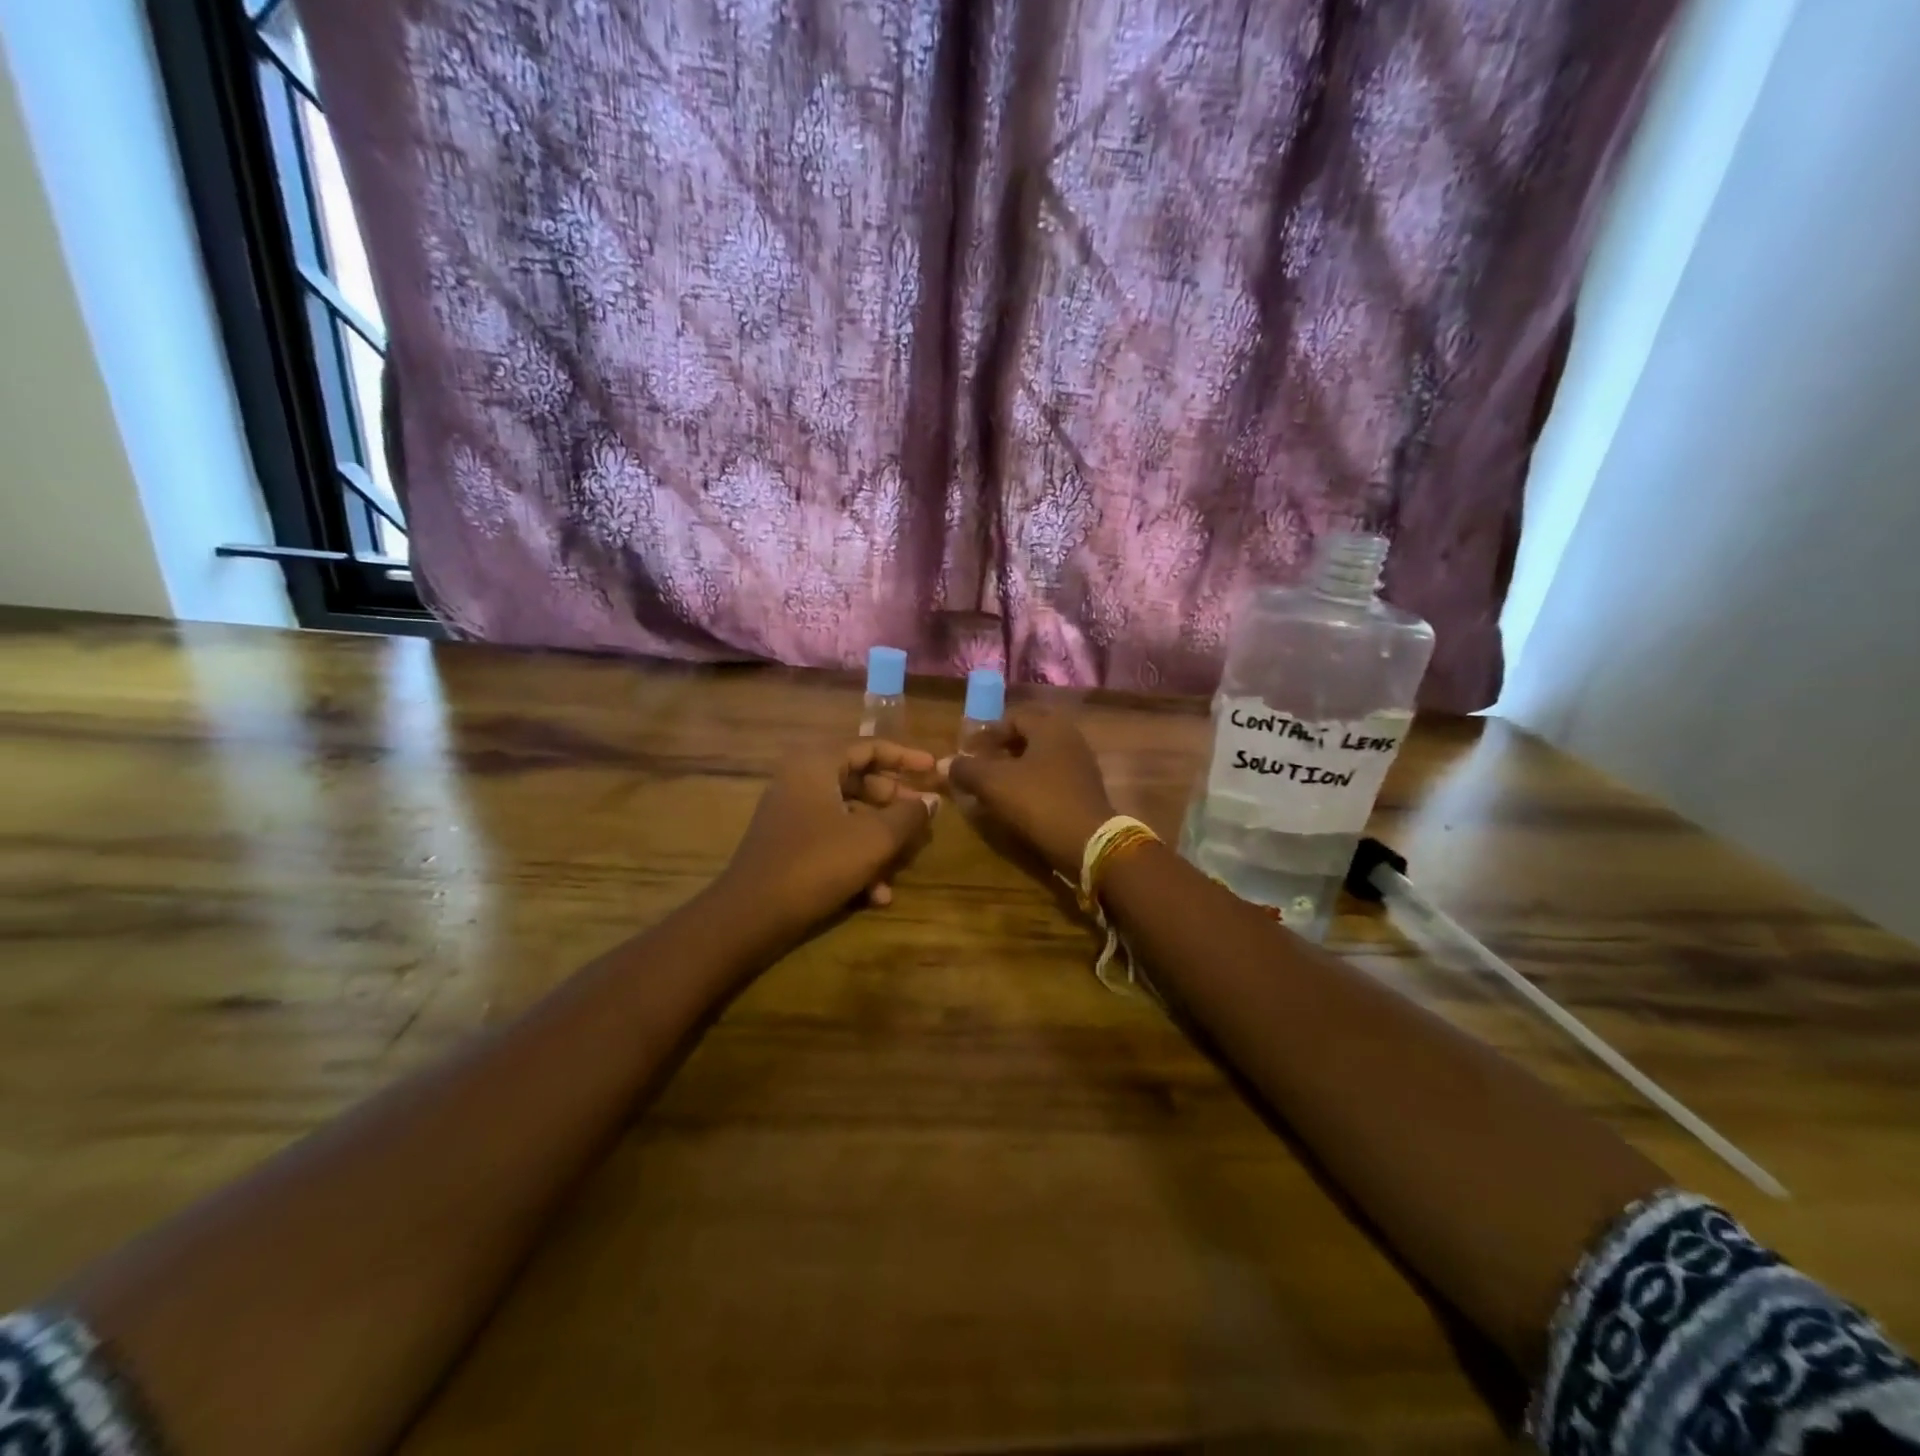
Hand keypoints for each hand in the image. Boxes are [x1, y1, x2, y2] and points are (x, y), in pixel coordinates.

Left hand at [720, 740, 939, 937]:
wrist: (752, 916)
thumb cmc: (818, 863)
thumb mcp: (875, 839)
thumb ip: (908, 815)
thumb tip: (930, 801)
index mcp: (816, 763)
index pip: (869, 746)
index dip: (906, 757)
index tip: (934, 770)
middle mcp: (800, 780)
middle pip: (860, 780)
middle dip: (895, 804)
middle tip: (921, 820)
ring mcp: (792, 813)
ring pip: (849, 815)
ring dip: (879, 840)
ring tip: (903, 866)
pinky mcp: (789, 844)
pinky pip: (832, 839)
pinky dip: (856, 859)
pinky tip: (877, 895)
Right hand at [939, 710, 1115, 876]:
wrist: (1089, 843)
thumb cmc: (1039, 802)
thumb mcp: (994, 783)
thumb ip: (967, 769)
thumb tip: (945, 763)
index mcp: (1050, 726)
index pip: (1012, 717)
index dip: (986, 733)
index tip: (966, 753)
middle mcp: (1069, 738)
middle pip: (1026, 737)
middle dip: (999, 752)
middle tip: (977, 769)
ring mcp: (1080, 765)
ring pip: (1038, 760)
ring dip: (1013, 771)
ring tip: (992, 789)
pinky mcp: (1084, 790)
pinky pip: (1050, 779)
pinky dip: (1030, 786)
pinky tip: (1015, 804)